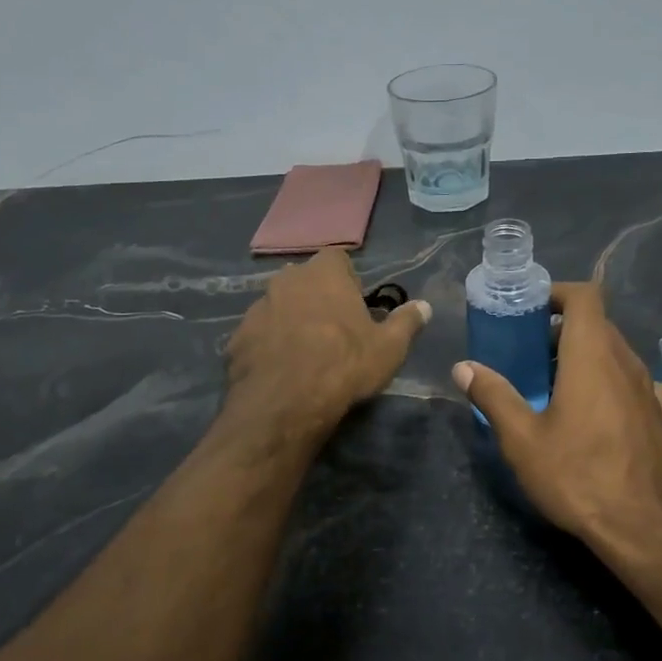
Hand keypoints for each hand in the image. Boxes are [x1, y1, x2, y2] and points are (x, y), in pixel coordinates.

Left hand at [225, 248, 431, 440]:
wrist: (285, 402)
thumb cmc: (344, 364)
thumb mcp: (389, 348)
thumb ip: (407, 322)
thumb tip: (424, 306)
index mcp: (323, 274)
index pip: (336, 258)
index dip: (347, 278)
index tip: (355, 303)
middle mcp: (286, 281)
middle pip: (303, 280)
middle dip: (315, 296)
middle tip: (332, 328)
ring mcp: (257, 308)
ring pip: (278, 306)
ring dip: (290, 320)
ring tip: (305, 352)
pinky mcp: (237, 338)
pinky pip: (259, 334)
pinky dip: (269, 345)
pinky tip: (281, 370)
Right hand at [454, 283, 661, 557]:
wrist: (642, 527)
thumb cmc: (577, 475)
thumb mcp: (522, 438)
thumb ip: (493, 395)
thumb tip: (463, 367)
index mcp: (592, 356)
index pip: (585, 296)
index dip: (557, 293)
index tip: (530, 311)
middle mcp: (626, 362)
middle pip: (598, 324)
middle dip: (562, 330)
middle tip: (528, 355)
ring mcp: (649, 389)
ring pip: (616, 354)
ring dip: (586, 357)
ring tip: (556, 385)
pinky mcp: (661, 417)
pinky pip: (635, 384)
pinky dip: (612, 384)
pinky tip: (598, 412)